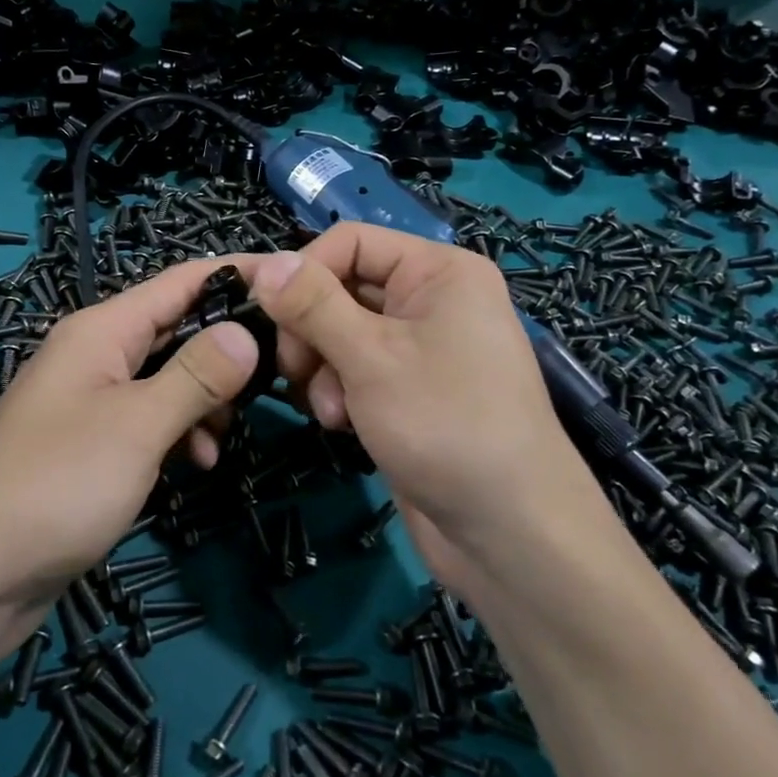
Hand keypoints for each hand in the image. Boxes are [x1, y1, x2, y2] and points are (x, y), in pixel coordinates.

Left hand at [0, 256, 262, 633]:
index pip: (182, 281)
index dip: (237, 274)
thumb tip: (248, 331)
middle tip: (286, 368)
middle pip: (176, 328)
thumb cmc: (57, 485)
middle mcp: (96, 353)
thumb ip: (197, 375)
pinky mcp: (92, 443)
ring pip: (167, 377)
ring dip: (205, 398)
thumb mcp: (137, 425)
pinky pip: (150, 418)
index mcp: (101, 330)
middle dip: (228, 346)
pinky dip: (179, 431)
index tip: (294, 283)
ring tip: (230, 433)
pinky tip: (196, 463)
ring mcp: (92, 400)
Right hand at [251, 226, 614, 587]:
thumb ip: (312, 305)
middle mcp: (432, 300)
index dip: (305, 272)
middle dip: (311, 329)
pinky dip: (340, 391)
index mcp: (438, 271)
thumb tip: (267, 264)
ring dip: (322, 367)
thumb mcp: (371, 357)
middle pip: (342, 287)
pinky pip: (357, 369)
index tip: (270, 316)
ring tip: (330, 409)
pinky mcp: (411, 390)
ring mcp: (422, 348)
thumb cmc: (445, 425)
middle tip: (294, 370)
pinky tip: (342, 424)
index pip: (350, 241)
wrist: (510, 534)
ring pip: (342, 332)